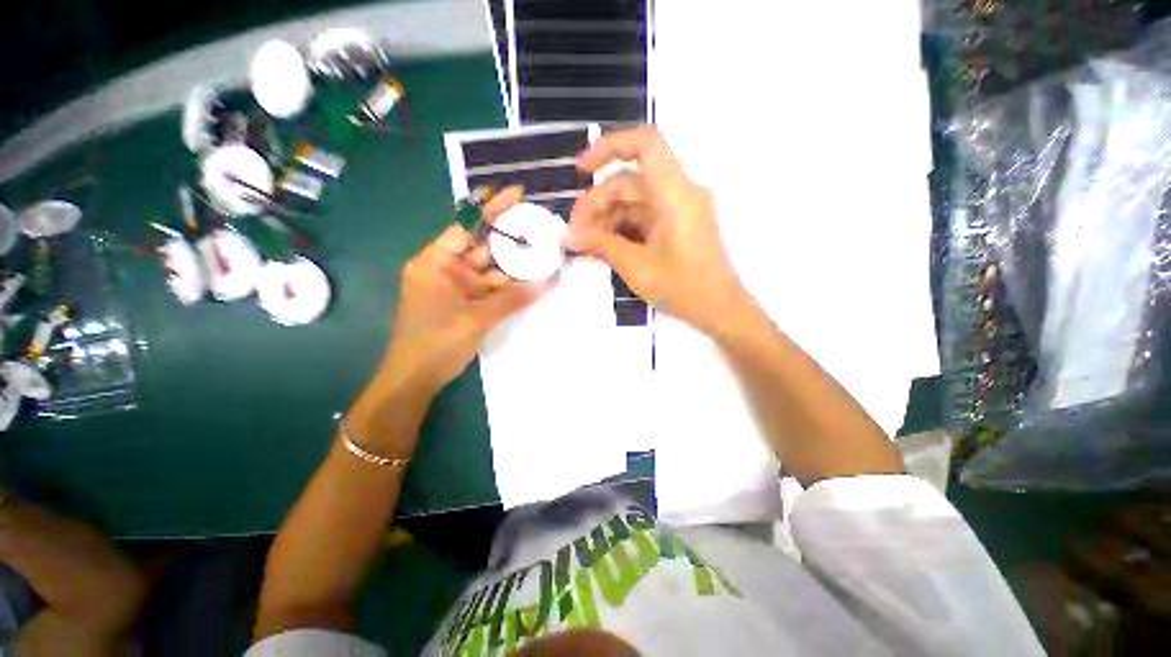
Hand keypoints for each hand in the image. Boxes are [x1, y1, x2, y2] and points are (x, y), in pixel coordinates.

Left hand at [383, 186, 552, 390]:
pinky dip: (508, 286)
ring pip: (490, 270)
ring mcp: (455, 287)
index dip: (491, 207)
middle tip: (539, 225)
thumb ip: (514, 298)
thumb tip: (550, 281)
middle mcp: (445, 269)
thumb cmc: (436, 343)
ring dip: (514, 266)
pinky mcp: (464, 302)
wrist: (415, 379)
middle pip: (482, 246)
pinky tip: (531, 280)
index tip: (516, 193)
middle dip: (510, 237)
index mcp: (435, 262)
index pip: (466, 225)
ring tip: (543, 254)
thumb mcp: (477, 318)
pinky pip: (490, 288)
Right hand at [565, 126, 748, 336]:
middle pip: (631, 181)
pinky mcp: (678, 225)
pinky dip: (623, 227)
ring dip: (607, 217)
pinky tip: (604, 245)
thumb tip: (566, 235)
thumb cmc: (682, 288)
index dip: (609, 147)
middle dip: (598, 202)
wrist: (720, 310)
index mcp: (675, 194)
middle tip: (574, 231)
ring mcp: (679, 209)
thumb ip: (600, 245)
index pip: (645, 144)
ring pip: (635, 200)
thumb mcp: (636, 266)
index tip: (581, 171)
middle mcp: (679, 193)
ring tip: (584, 242)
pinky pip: (645, 216)